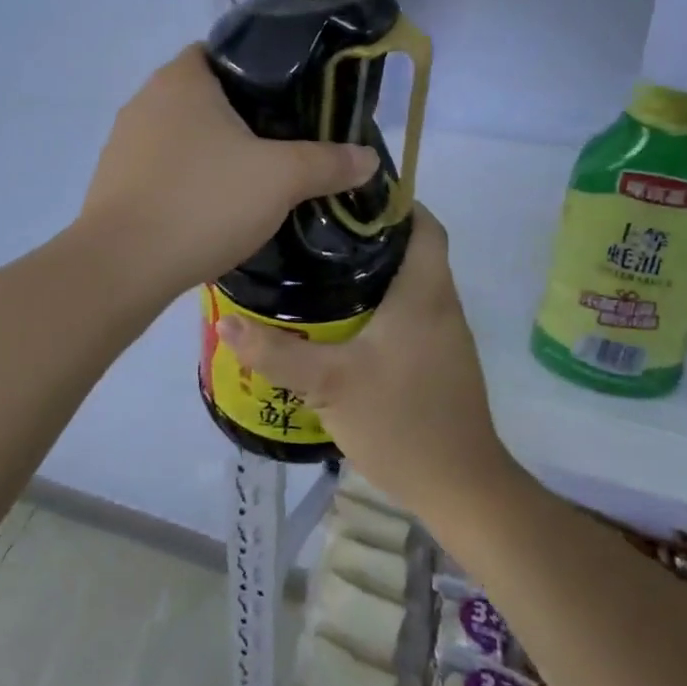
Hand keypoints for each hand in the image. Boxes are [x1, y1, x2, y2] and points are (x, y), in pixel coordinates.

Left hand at [78, 46, 378, 296]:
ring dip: (211, 152)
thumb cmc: (203, 202)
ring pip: (181, 135)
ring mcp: (123, 141)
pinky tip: (209, 209)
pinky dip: (186, 180)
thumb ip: (328, 163)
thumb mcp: (280, 179)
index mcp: (181, 78)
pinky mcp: (113, 181)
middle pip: (204, 94)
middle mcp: (145, 99)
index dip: (260, 70)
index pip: (224, 51)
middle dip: (241, 116)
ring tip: (250, 179)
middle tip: (282, 143)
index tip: (290, 100)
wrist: (123, 266)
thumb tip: (368, 158)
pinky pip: (161, 168)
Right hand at [214, 206, 513, 517]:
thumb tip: (226, 323)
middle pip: (411, 249)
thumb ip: (276, 353)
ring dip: (373, 271)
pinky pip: (409, 312)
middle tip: (316, 231)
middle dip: (369, 235)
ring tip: (319, 268)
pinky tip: (341, 320)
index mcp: (424, 294)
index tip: (345, 196)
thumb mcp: (329, 384)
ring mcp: (445, 335)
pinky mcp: (439, 360)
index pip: (423, 224)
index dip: (393, 202)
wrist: (460, 489)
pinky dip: (380, 303)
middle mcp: (441, 305)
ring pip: (410, 282)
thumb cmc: (401, 422)